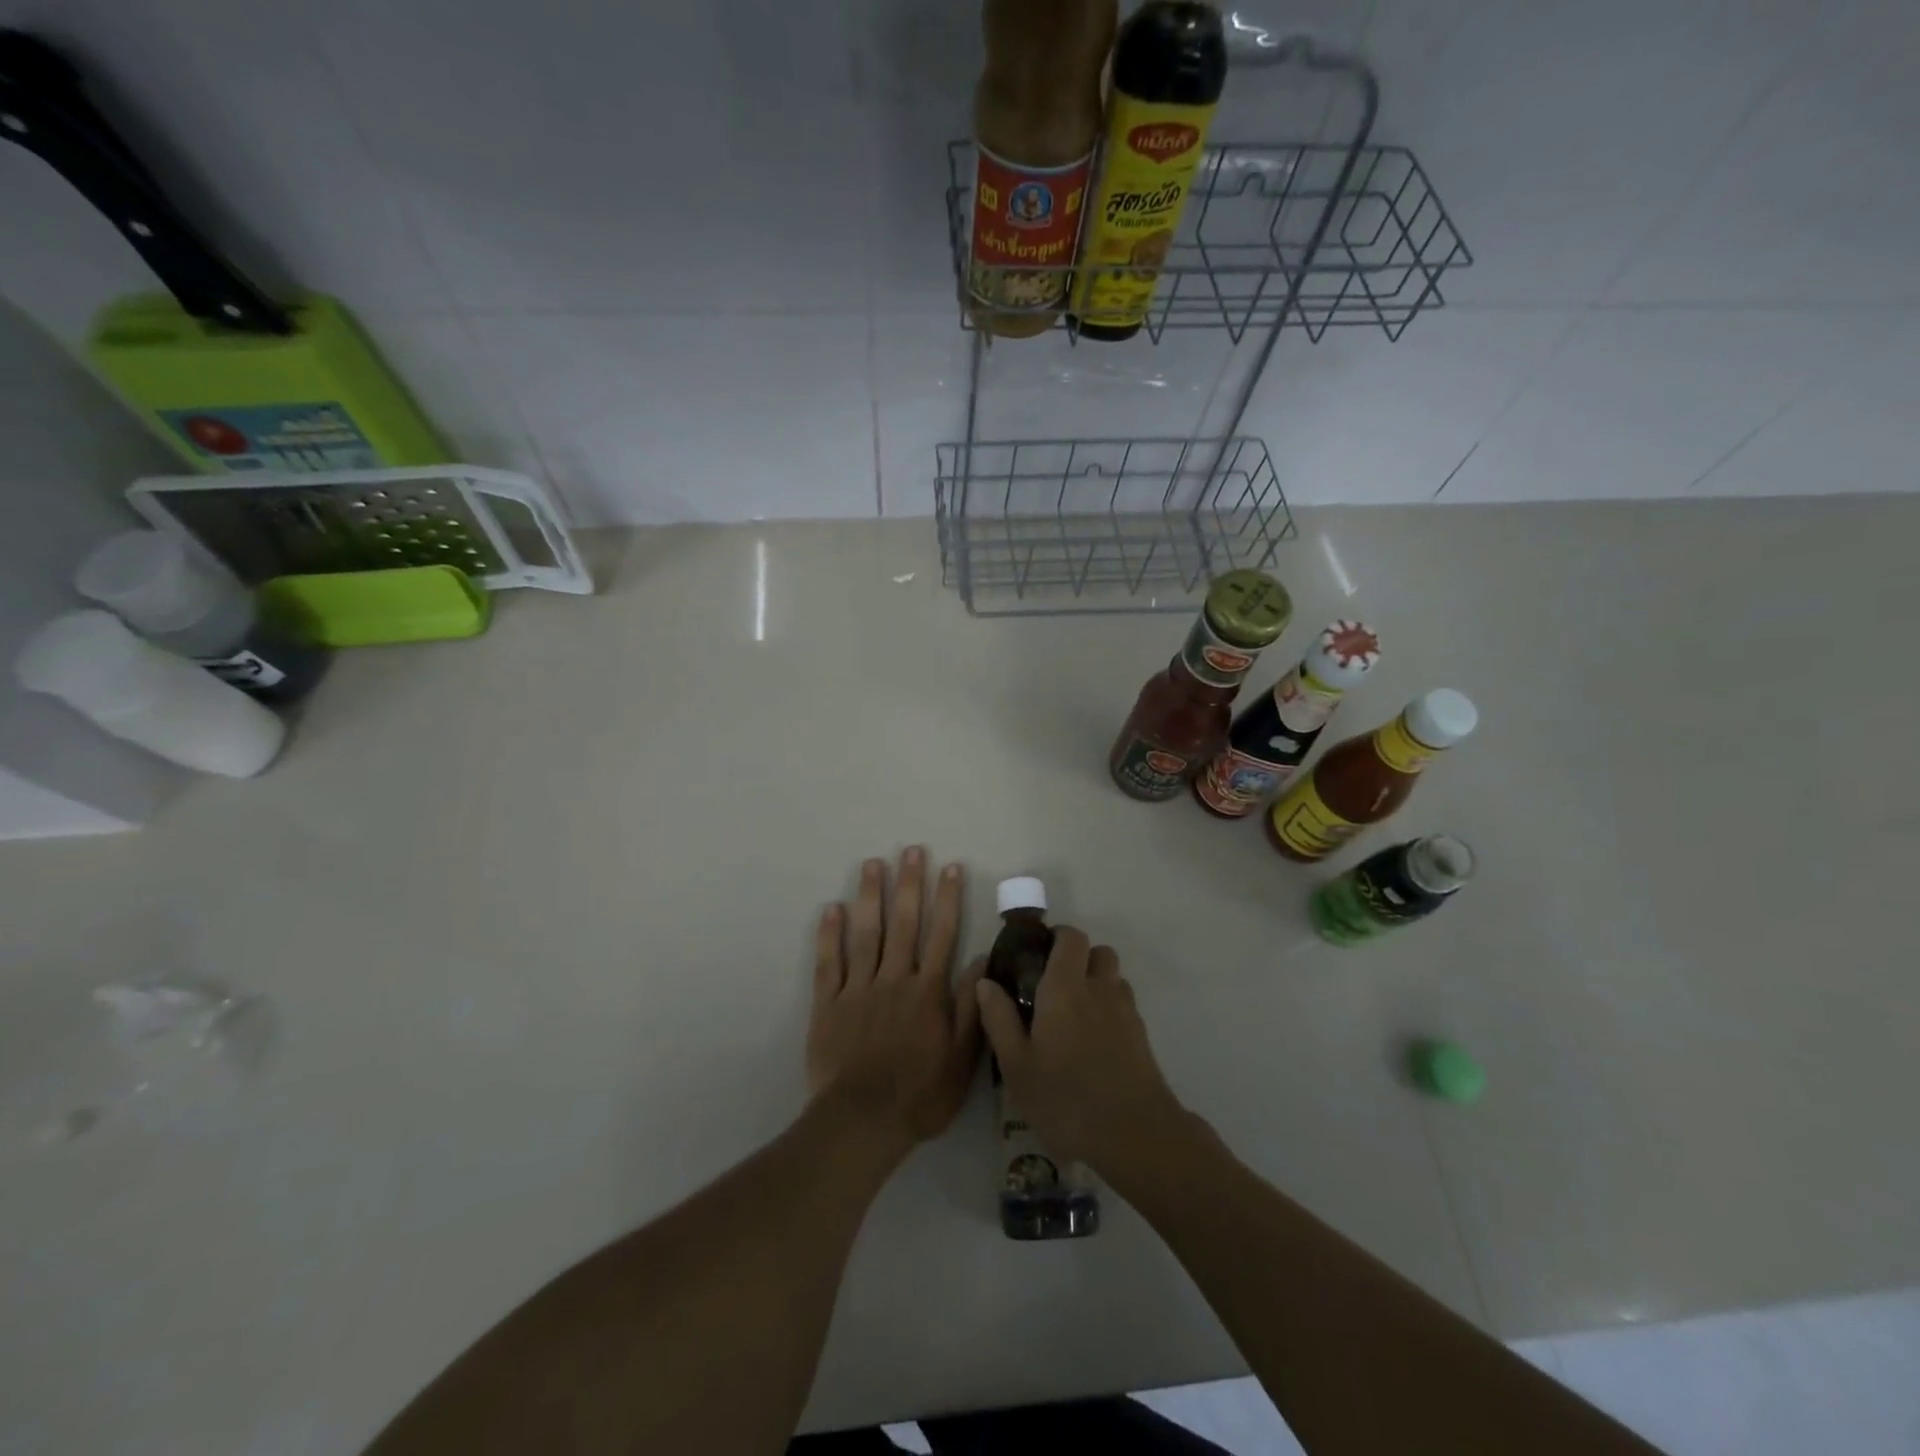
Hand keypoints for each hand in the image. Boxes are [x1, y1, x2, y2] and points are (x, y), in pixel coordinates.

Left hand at [807, 848, 983, 1159]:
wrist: (863, 1121)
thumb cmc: (919, 1094)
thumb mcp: (961, 1059)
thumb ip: (970, 1007)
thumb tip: (980, 961)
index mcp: (927, 991)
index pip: (942, 934)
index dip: (948, 899)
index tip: (951, 868)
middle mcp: (894, 979)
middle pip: (904, 923)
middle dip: (910, 884)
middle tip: (911, 850)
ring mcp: (859, 989)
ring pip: (866, 934)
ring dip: (871, 897)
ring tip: (873, 864)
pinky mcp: (829, 1004)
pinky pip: (830, 963)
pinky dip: (830, 935)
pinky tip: (832, 908)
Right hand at [975, 927, 1189, 1179]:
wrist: (1134, 1133)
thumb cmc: (1065, 1097)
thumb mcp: (1016, 1065)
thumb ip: (999, 1018)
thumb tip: (985, 981)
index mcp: (1066, 987)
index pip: (1071, 937)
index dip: (1057, 937)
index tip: (1038, 954)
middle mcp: (1099, 988)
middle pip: (1099, 951)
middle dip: (1080, 958)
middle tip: (1055, 985)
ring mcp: (1126, 1011)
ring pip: (1114, 978)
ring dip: (1097, 982)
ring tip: (1075, 1014)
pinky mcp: (1142, 1035)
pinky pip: (1124, 1005)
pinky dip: (1110, 1009)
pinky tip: (1094, 1042)